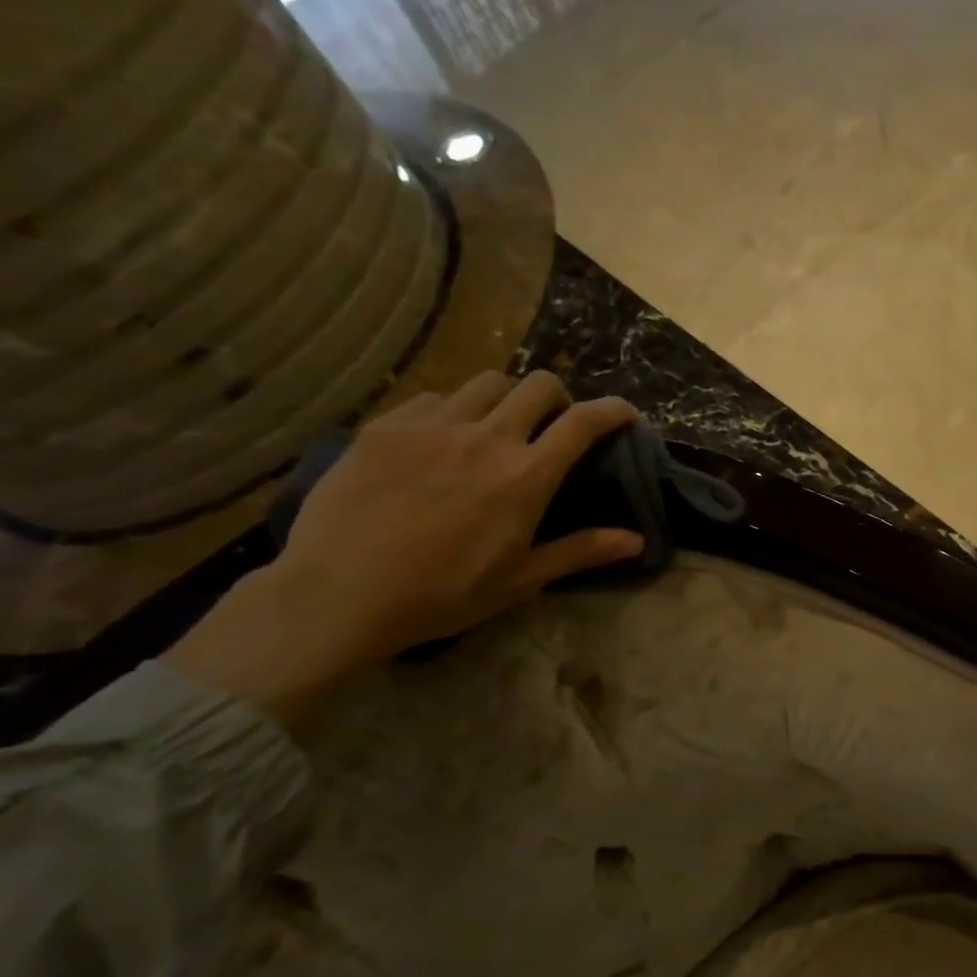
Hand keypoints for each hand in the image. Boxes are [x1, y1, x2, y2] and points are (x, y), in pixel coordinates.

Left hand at [163, 371, 643, 726]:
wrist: (339, 593)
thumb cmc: (442, 594)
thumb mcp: (521, 580)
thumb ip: (581, 551)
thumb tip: (637, 541)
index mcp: (526, 476)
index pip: (582, 422)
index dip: (612, 410)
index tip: (624, 414)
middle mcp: (486, 437)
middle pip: (537, 385)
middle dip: (558, 397)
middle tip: (553, 422)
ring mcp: (432, 426)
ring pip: (486, 382)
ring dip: (506, 398)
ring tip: (497, 425)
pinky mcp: (386, 427)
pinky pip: (433, 398)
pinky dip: (452, 410)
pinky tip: (441, 440)